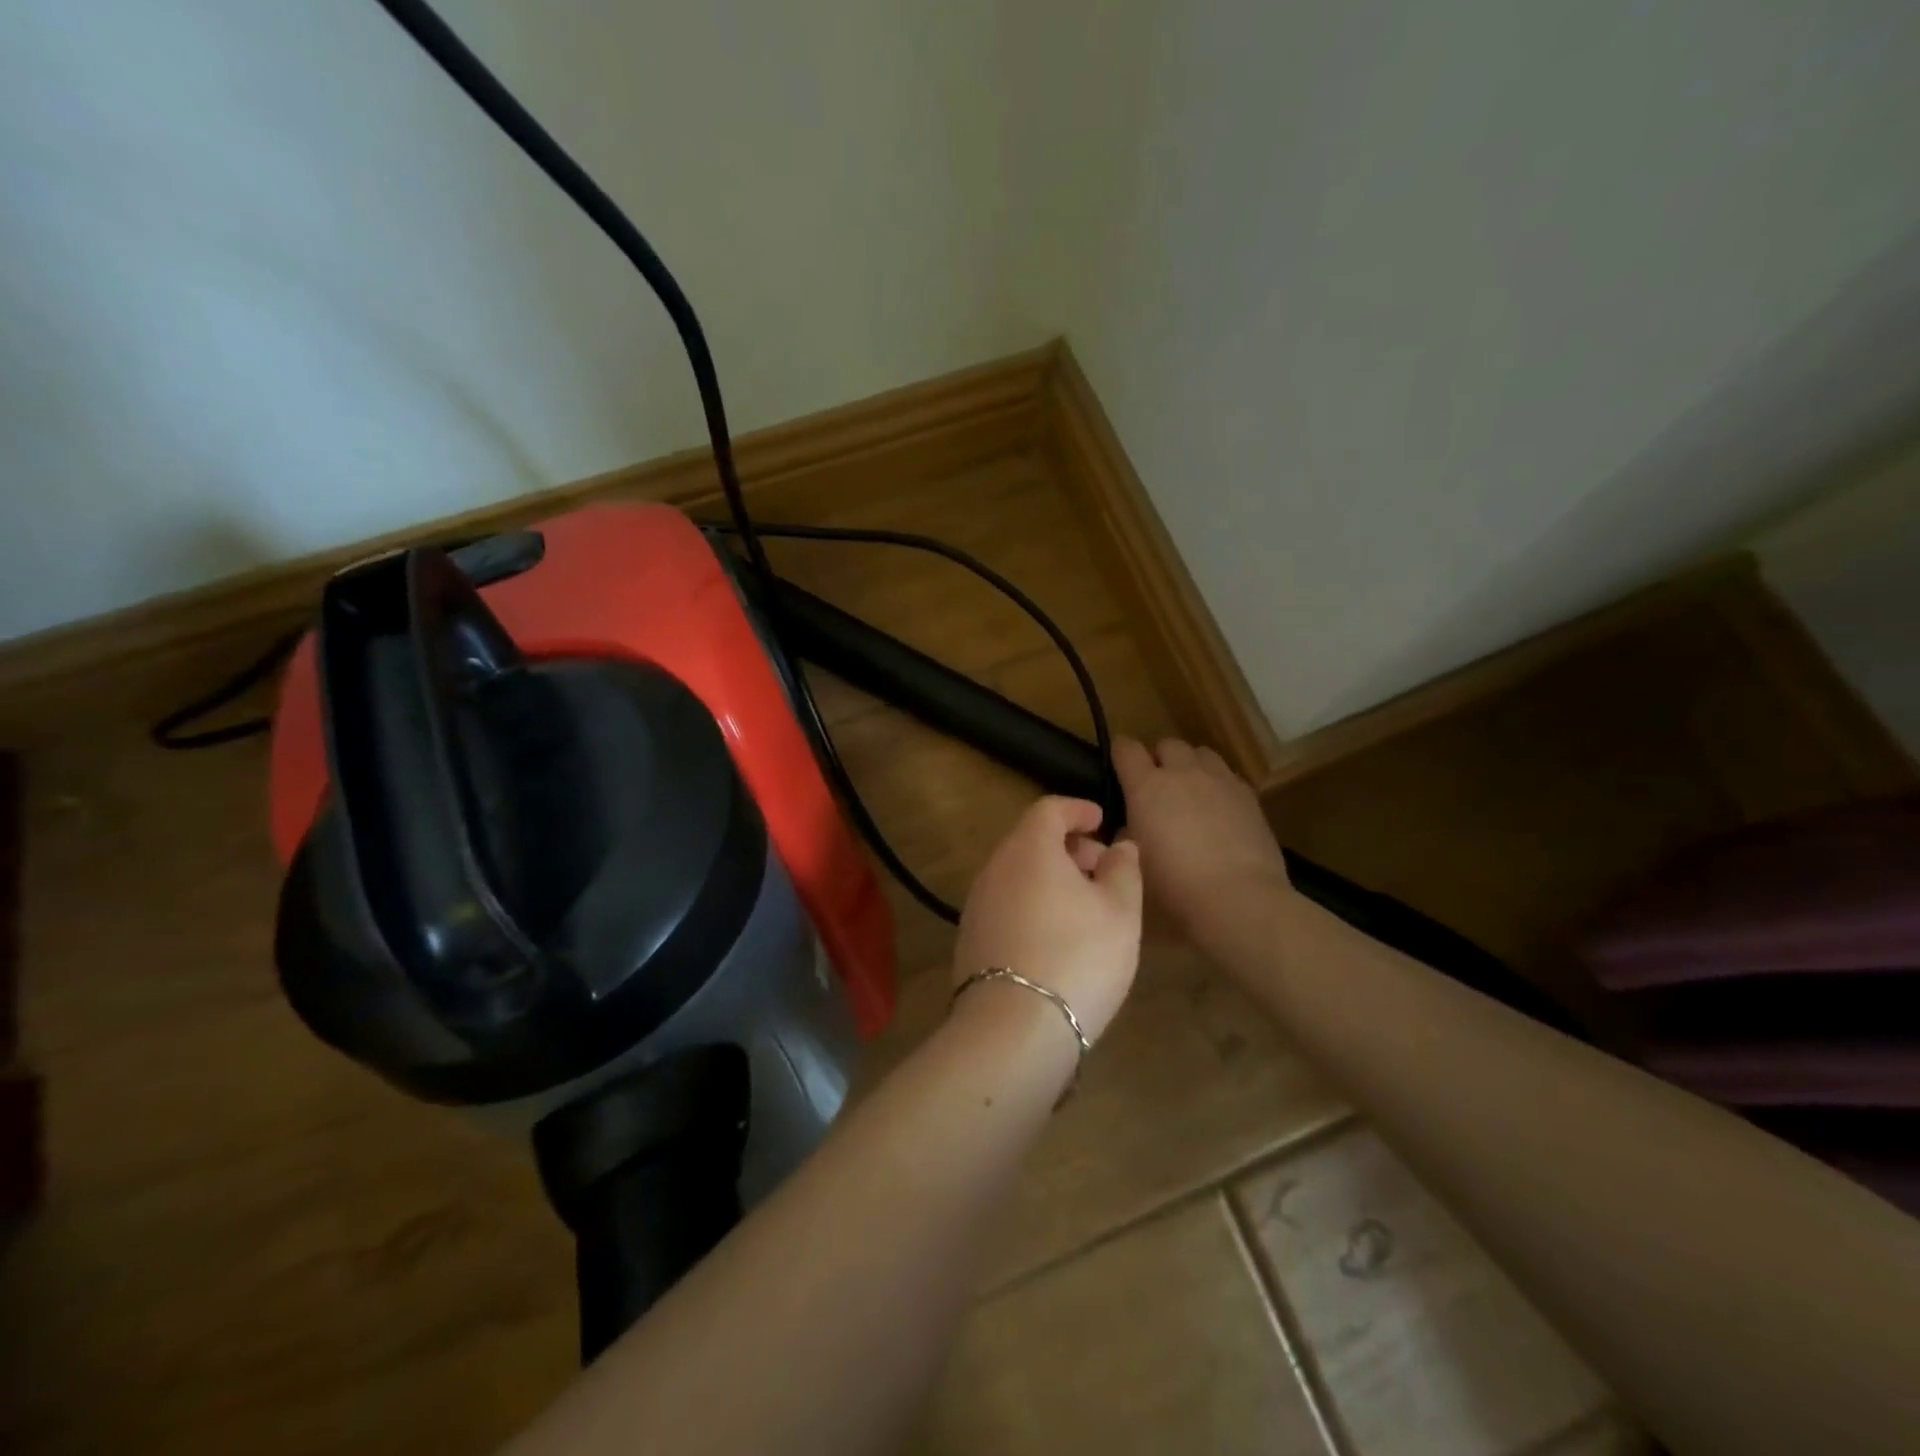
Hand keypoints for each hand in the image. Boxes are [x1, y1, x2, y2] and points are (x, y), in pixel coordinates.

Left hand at [954, 797, 1142, 1042]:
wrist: (1014, 1029)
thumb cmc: (1078, 956)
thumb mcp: (1120, 911)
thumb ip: (1123, 870)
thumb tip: (1119, 845)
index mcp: (1028, 849)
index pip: (1049, 809)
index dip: (1078, 809)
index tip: (1101, 820)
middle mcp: (994, 868)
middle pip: (1031, 841)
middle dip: (1069, 847)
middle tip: (1103, 871)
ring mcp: (977, 905)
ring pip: (1018, 874)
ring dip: (1051, 878)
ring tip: (1085, 908)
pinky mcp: (971, 939)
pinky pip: (1007, 904)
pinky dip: (1033, 904)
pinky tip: (1056, 937)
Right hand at [1112, 736, 1291, 943]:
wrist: (1238, 897)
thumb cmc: (1174, 884)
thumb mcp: (1135, 858)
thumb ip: (1128, 832)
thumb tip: (1130, 824)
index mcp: (1147, 785)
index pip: (1126, 748)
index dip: (1120, 754)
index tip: (1118, 767)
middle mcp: (1183, 772)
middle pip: (1168, 744)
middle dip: (1160, 759)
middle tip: (1157, 787)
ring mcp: (1220, 780)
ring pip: (1201, 754)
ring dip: (1191, 766)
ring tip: (1191, 793)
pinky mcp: (1248, 795)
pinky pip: (1227, 776)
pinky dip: (1218, 785)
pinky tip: (1219, 811)